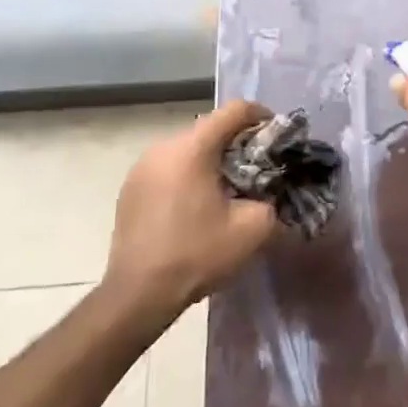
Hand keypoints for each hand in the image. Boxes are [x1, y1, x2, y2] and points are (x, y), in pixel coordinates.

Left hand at [106, 99, 280, 315]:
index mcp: (192, 149)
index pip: (234, 110)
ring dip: (212, 160)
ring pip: (188, 149)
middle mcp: (163, 148)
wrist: (137, 295)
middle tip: (259, 167)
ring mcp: (141, 167)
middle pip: (210, 128)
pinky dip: (189, 175)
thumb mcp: (253, 229)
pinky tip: (198, 205)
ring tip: (229, 188)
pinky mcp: (130, 188)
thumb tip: (271, 191)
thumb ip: (272, 199)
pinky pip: (169, 168)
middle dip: (238, 142)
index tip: (278, 136)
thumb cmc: (197, 254)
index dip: (262, 116)